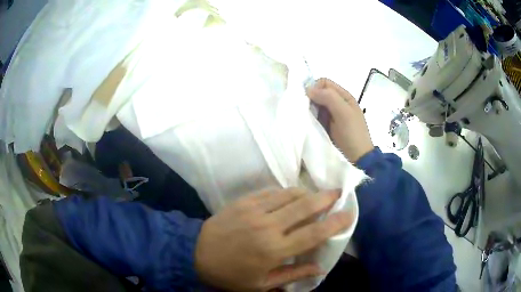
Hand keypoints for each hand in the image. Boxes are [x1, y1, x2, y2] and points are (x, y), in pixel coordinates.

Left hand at [195, 188, 352, 290]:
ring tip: (316, 195)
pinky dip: (286, 192)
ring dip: (307, 193)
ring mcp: (255, 210)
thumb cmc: (231, 274)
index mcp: (274, 249)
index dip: (335, 223)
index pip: (313, 233)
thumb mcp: (262, 284)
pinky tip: (291, 196)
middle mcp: (268, 226)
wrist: (197, 253)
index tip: (349, 214)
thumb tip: (319, 269)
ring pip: (290, 194)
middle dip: (326, 197)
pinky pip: (272, 192)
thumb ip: (293, 275)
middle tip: (338, 193)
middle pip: (305, 206)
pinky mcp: (244, 201)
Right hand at [306, 78, 373, 162]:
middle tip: (306, 110)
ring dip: (310, 109)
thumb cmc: (352, 133)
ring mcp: (332, 114)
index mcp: (344, 96)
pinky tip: (310, 124)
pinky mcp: (327, 125)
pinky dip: (311, 118)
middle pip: (319, 92)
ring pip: (316, 104)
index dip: (315, 87)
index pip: (324, 82)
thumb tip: (308, 89)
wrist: (357, 157)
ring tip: (307, 118)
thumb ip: (329, 97)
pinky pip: (316, 116)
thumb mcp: (343, 113)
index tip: (308, 99)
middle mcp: (337, 102)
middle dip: (311, 98)